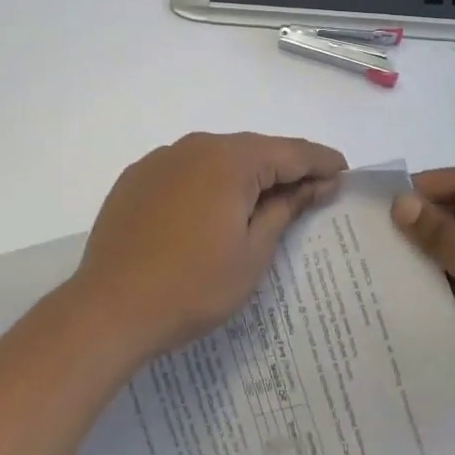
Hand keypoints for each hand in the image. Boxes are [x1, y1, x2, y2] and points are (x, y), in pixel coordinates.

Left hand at [70, 132, 347, 360]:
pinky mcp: (137, 177)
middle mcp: (195, 146)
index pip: (289, 151)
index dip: (320, 161)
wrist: (110, 309)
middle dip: (285, 167)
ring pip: (218, 157)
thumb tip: (317, 183)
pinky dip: (210, 181)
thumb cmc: (193, 286)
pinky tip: (214, 207)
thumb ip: (286, 208)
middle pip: (253, 149)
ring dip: (246, 174)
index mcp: (229, 160)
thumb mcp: (253, 253)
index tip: (344, 171)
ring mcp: (161, 159)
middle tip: (312, 189)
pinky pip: (186, 169)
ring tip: (266, 201)